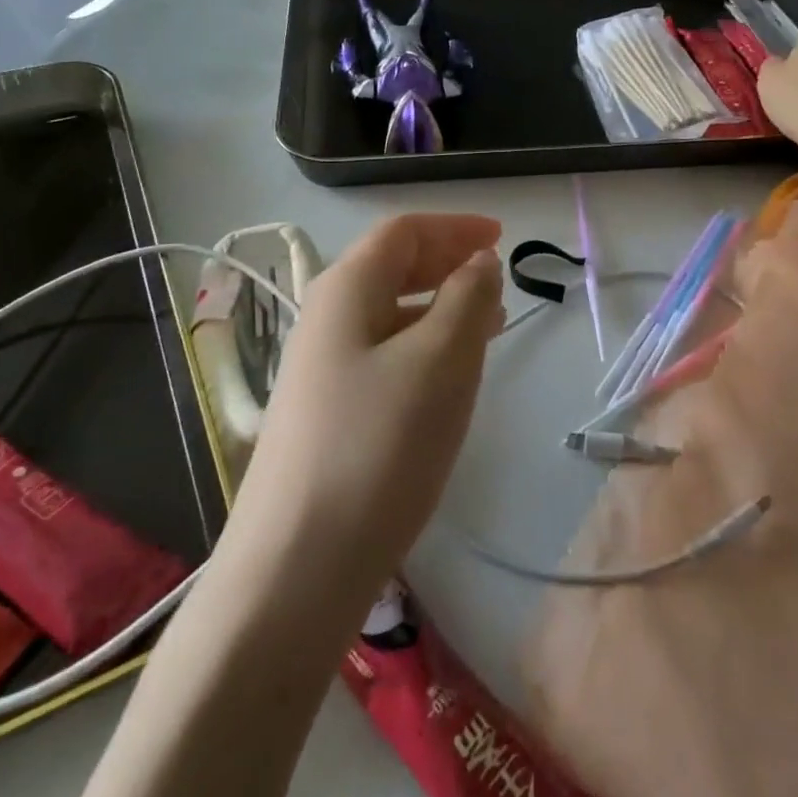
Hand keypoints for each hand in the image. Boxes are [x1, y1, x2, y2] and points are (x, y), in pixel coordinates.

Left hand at [232, 214, 504, 602]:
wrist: (295, 569)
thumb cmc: (379, 445)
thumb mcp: (441, 360)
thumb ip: (467, 298)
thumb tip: (478, 262)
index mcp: (346, 289)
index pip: (404, 231)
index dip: (455, 227)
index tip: (502, 237)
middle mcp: (325, 318)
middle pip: (392, 267)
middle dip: (447, 263)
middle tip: (497, 279)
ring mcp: (320, 369)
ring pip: (390, 314)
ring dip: (439, 307)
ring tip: (487, 325)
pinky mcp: (326, 414)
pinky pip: (383, 355)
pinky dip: (423, 347)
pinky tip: (446, 377)